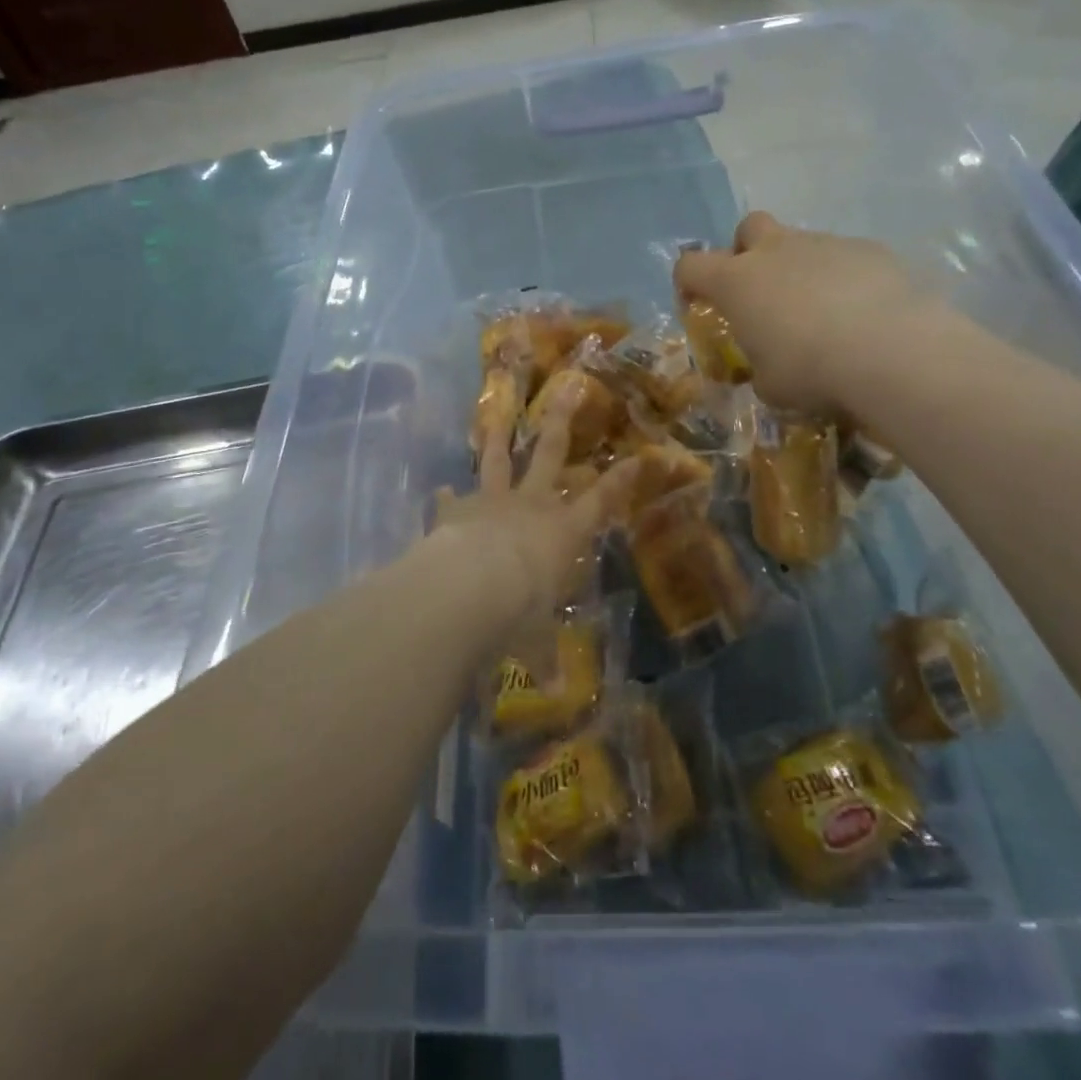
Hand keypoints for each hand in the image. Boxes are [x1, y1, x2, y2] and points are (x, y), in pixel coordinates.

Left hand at [427, 382, 636, 637]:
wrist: (467, 590)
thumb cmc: (517, 614)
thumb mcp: (534, 640)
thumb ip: (543, 657)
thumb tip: (552, 690)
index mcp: (562, 532)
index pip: (601, 501)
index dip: (621, 480)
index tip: (639, 455)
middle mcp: (531, 506)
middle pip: (551, 455)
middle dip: (562, 422)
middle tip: (569, 389)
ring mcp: (492, 502)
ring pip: (499, 460)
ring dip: (499, 436)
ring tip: (498, 413)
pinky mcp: (455, 510)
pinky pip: (451, 499)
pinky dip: (447, 496)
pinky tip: (440, 488)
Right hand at [675, 211, 959, 420]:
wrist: (892, 352)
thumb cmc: (811, 370)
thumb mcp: (770, 385)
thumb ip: (760, 368)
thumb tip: (769, 369)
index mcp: (737, 282)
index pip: (691, 265)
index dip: (688, 283)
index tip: (698, 305)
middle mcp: (776, 251)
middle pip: (750, 227)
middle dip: (749, 251)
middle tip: (762, 291)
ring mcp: (826, 245)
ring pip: (803, 244)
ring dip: (802, 271)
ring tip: (825, 316)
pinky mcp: (870, 250)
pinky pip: (846, 259)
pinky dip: (846, 281)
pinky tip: (864, 316)